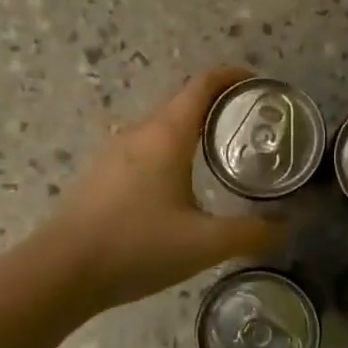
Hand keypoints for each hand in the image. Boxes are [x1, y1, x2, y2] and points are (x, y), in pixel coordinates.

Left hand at [42, 66, 283, 309]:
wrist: (61, 272)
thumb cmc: (137, 247)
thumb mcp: (204, 244)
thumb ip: (251, 233)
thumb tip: (286, 226)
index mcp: (166, 135)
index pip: (203, 85)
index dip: (233, 76)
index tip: (259, 84)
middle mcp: (139, 133)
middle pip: (183, 103)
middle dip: (218, 106)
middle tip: (250, 126)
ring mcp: (114, 153)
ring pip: (161, 128)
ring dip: (192, 130)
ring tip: (220, 155)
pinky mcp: (100, 175)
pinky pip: (144, 149)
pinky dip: (170, 151)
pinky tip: (178, 186)